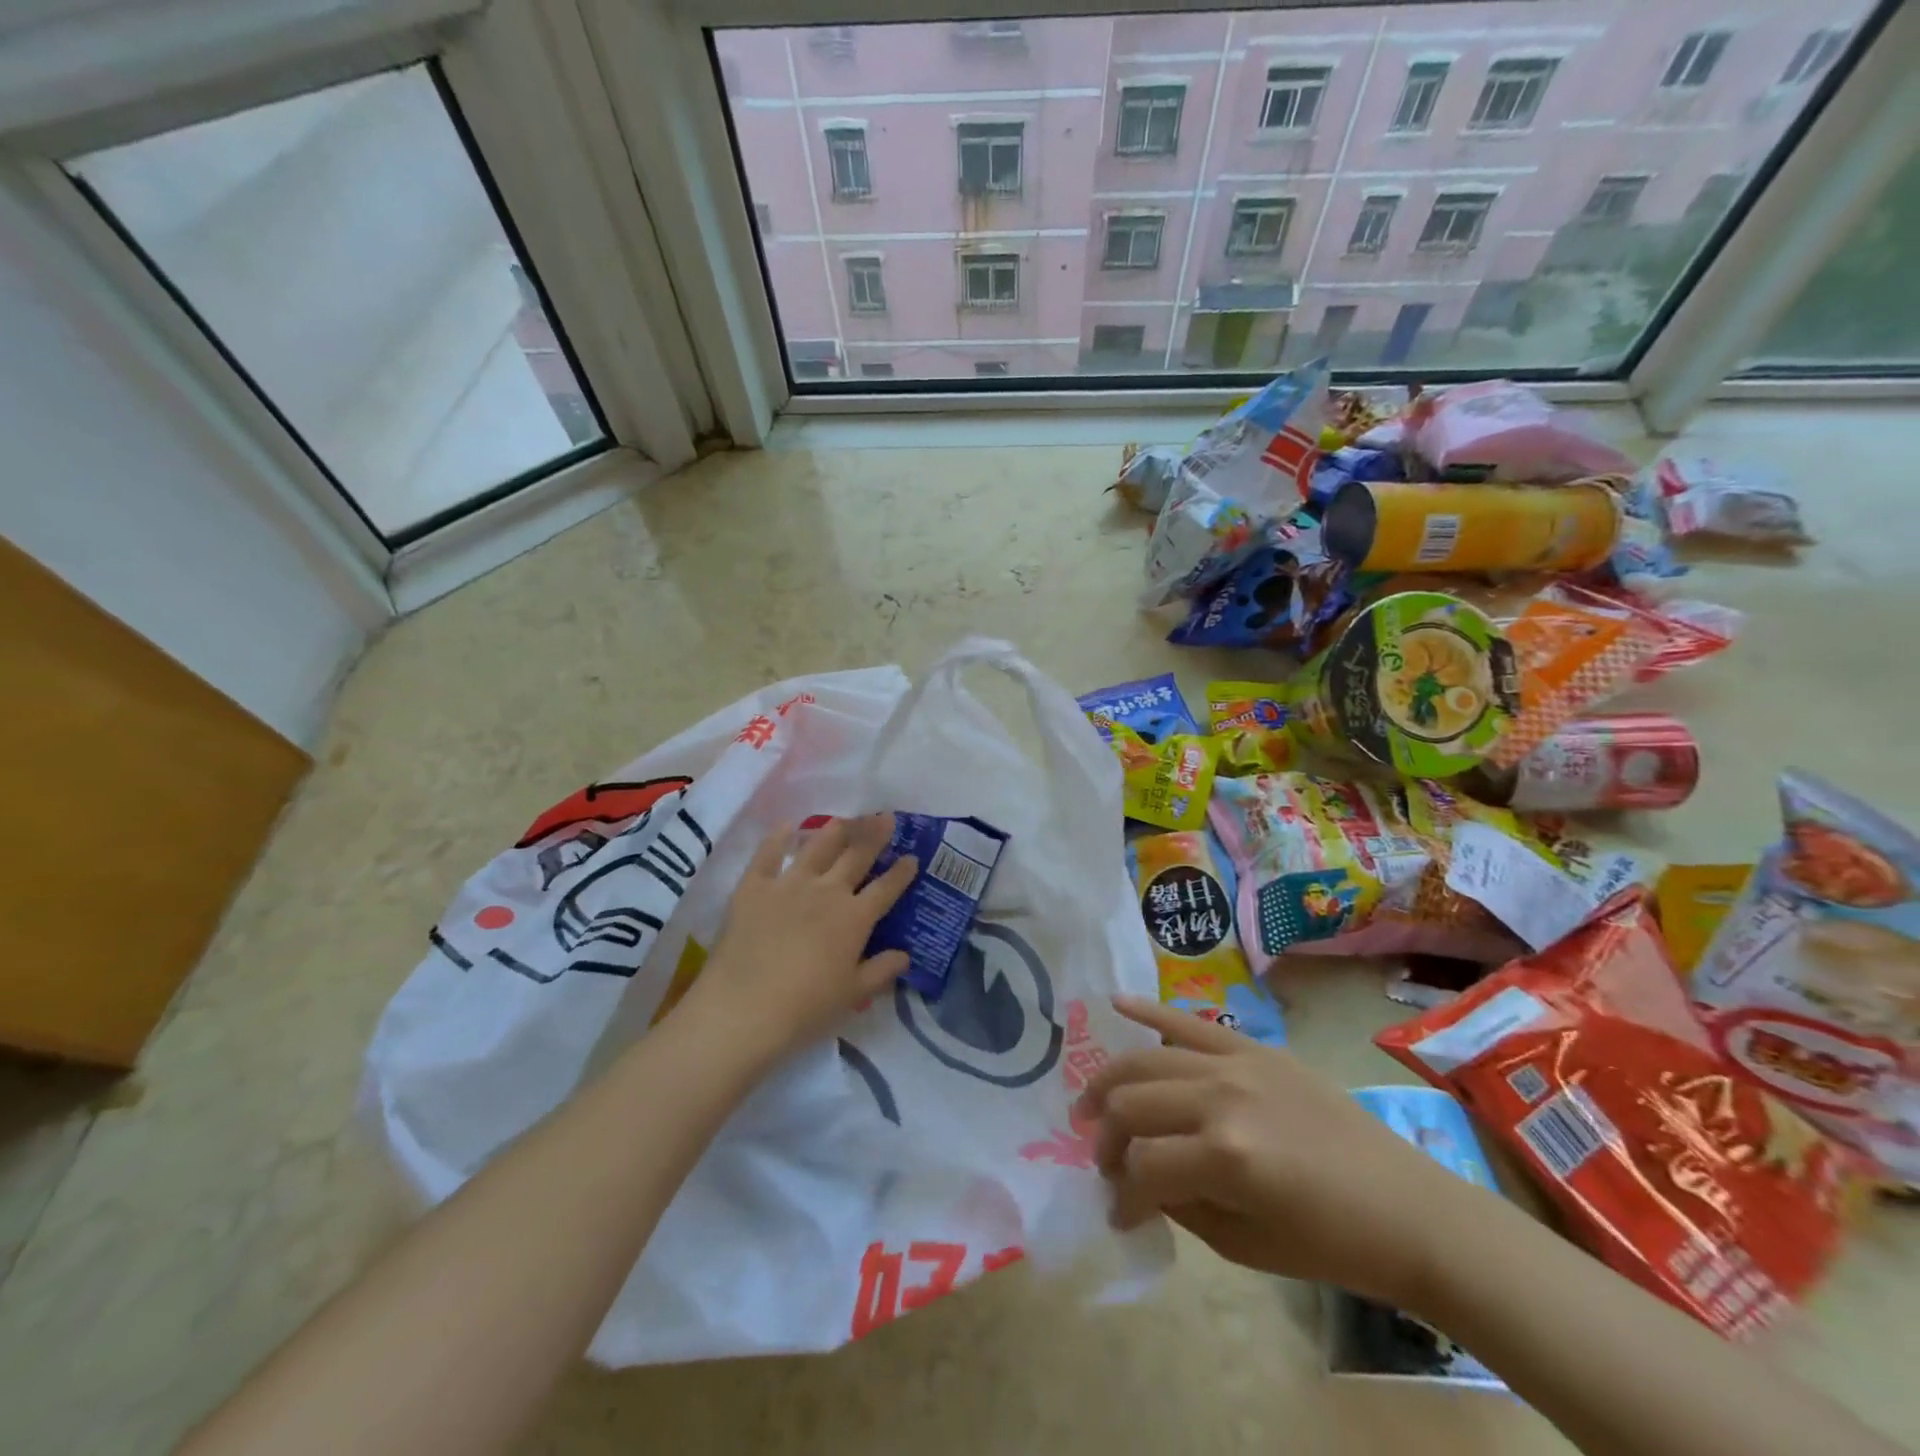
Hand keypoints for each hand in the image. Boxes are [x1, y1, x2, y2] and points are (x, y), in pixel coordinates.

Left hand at [684, 815, 917, 1061]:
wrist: (742, 1010)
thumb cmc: (805, 1009)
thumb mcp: (852, 996)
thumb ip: (881, 972)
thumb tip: (905, 956)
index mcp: (854, 918)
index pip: (886, 888)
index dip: (902, 872)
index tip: (912, 856)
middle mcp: (827, 892)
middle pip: (856, 856)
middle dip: (875, 835)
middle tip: (887, 816)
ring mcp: (789, 884)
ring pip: (818, 847)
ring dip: (836, 830)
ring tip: (847, 818)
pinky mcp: (754, 886)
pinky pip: (768, 853)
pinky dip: (779, 837)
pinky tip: (787, 826)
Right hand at [1076, 996, 1473, 1307]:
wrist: (1405, 1208)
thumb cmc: (1328, 1243)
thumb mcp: (1243, 1244)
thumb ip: (1178, 1204)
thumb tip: (1136, 1181)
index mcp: (1224, 1158)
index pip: (1141, 1168)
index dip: (1122, 1197)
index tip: (1119, 1214)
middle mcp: (1221, 1098)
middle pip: (1132, 1104)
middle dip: (1106, 1139)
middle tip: (1105, 1162)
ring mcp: (1237, 1063)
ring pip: (1147, 1059)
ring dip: (1110, 1083)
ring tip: (1090, 1106)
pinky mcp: (1255, 1047)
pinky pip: (1190, 1021)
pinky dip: (1148, 1010)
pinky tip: (1115, 1003)